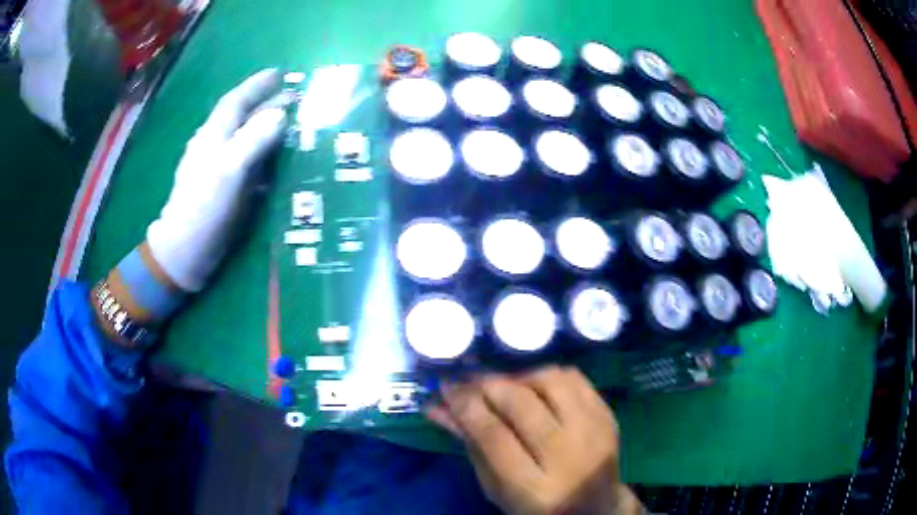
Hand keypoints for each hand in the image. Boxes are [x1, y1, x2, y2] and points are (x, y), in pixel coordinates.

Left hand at [146, 69, 287, 291]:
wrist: (185, 251)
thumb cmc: (204, 208)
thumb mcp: (229, 170)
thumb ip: (253, 139)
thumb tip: (280, 113)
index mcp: (214, 136)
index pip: (236, 101)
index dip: (257, 85)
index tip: (279, 72)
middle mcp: (215, 146)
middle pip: (241, 117)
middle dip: (265, 103)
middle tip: (294, 97)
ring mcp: (218, 168)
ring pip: (244, 138)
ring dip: (265, 127)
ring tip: (289, 122)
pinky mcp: (223, 188)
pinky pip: (247, 161)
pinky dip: (262, 153)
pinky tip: (275, 159)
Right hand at [426, 367, 641, 514]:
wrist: (593, 506)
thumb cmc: (535, 505)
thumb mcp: (496, 488)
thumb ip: (471, 447)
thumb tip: (438, 408)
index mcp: (535, 488)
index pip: (494, 436)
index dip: (466, 406)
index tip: (446, 388)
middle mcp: (569, 457)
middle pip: (523, 404)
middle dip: (487, 385)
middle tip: (468, 382)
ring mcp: (594, 432)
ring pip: (551, 382)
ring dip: (518, 377)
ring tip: (502, 386)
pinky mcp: (607, 415)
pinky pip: (574, 378)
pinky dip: (547, 375)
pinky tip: (532, 386)